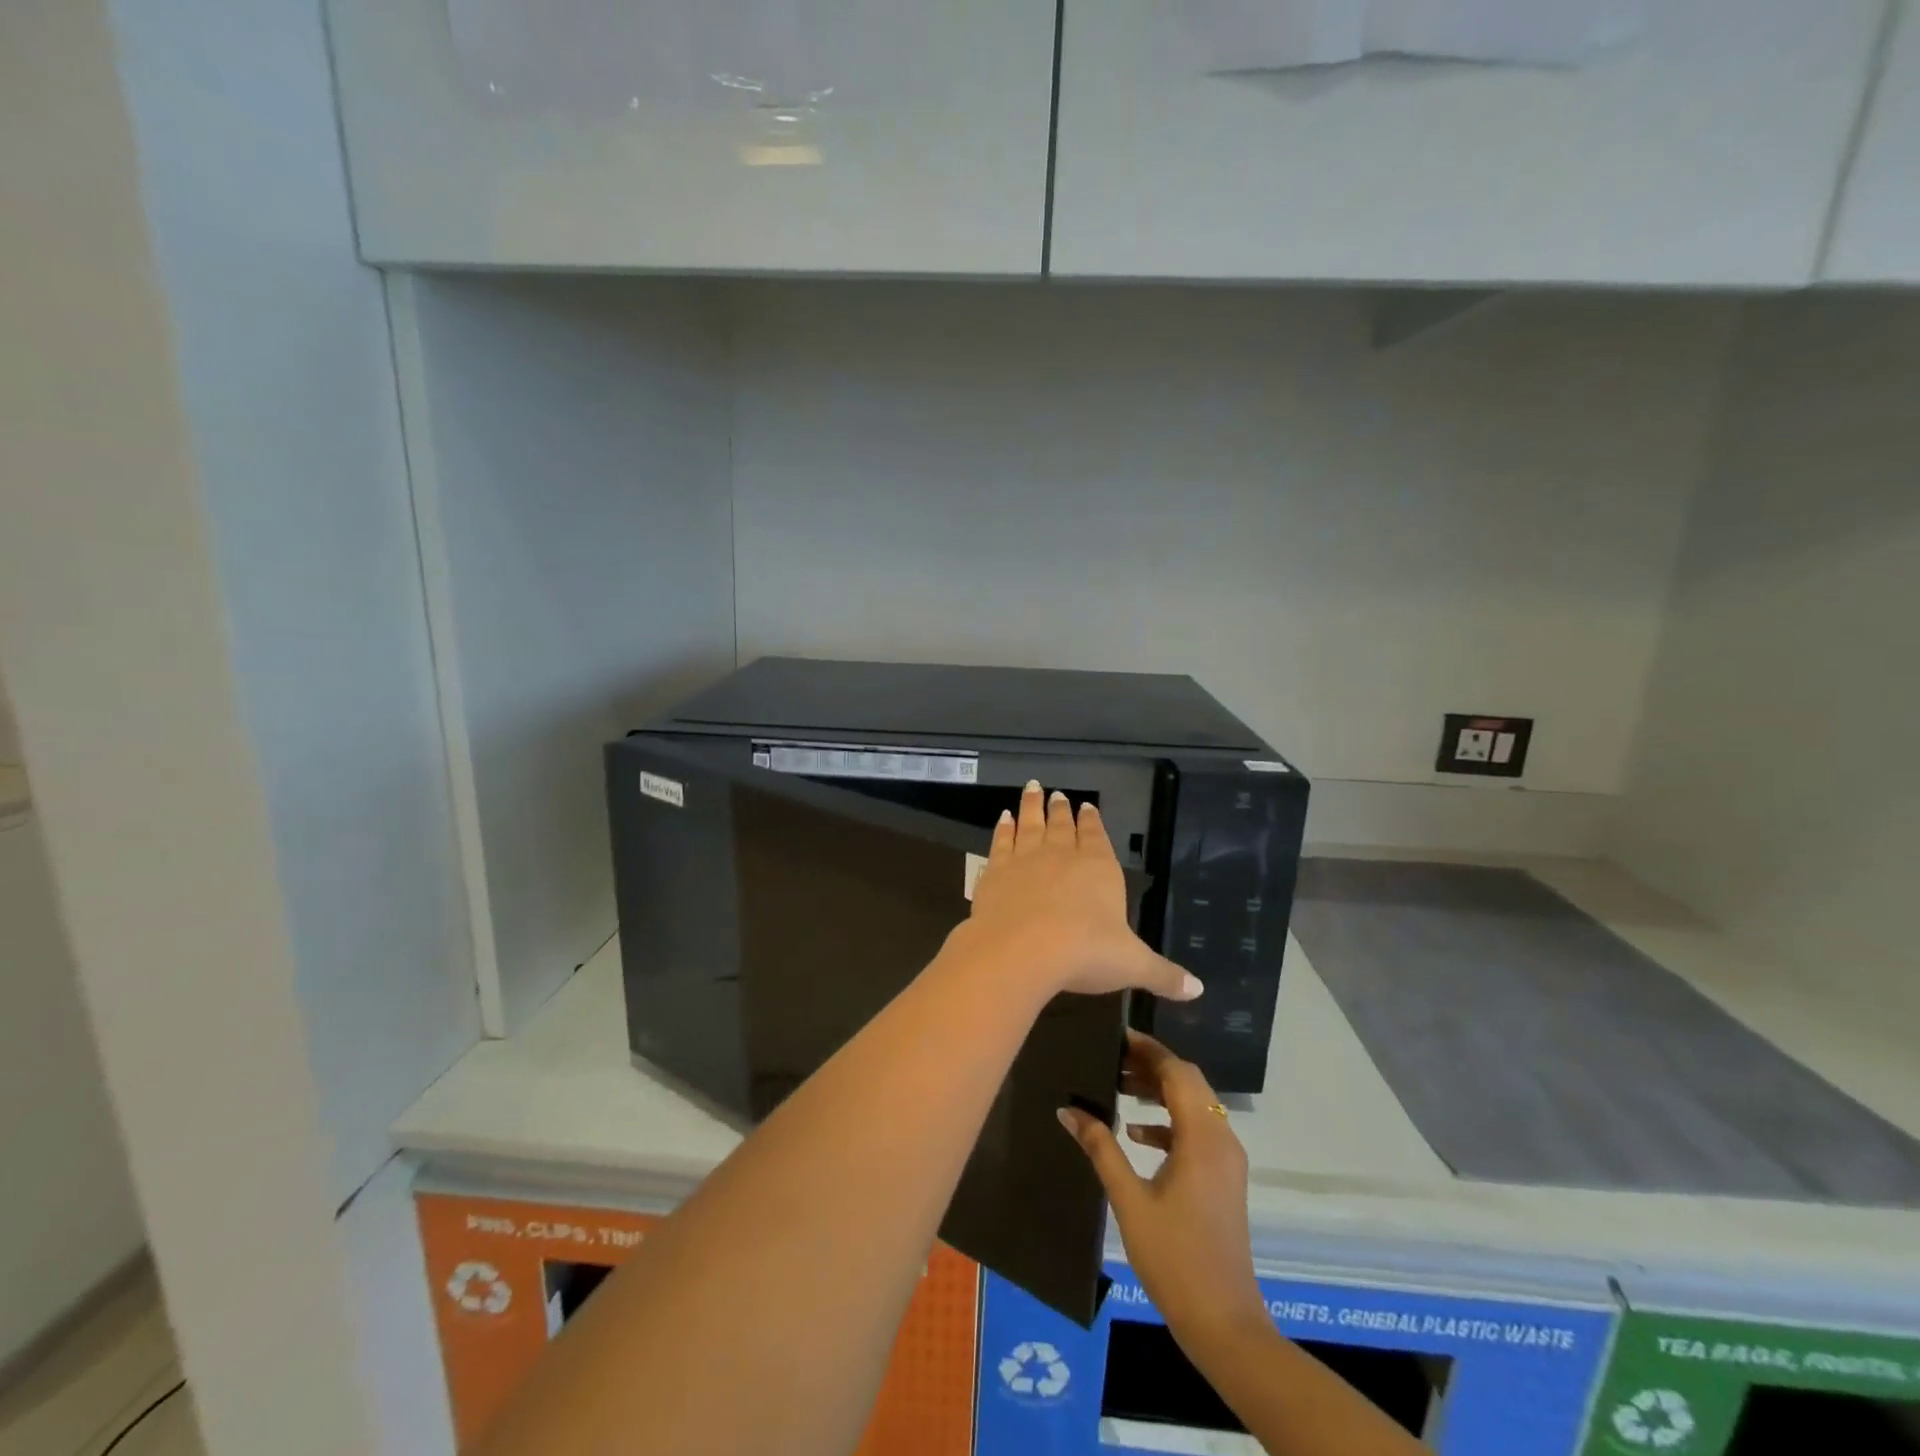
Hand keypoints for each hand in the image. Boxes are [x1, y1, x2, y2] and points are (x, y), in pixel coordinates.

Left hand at [956, 781, 1200, 1004]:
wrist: (1021, 949)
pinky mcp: (996, 870)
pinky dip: (1003, 828)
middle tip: (1057, 793)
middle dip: (1062, 809)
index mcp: (1099, 869)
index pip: (1097, 836)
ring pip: (1031, 824)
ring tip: (1032, 788)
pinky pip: (1002, 841)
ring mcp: (1026, 859)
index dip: (1092, 821)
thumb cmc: (1085, 952)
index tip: (1087, 805)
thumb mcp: (1132, 965)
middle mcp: (1063, 855)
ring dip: (1032, 807)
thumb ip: (1163, 974)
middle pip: (1063, 825)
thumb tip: (1198, 989)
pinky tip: (1004, 818)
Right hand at [1059, 1031, 1268, 1348]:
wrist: (1224, 1323)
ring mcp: (1227, 1159)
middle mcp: (1222, 1138)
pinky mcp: (1224, 1177)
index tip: (1117, 1036)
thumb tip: (1068, 1109)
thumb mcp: (1129, 1200)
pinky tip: (1137, 1131)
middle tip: (1113, 1058)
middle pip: (1189, 1083)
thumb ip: (1101, 1148)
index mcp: (1202, 1137)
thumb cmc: (1174, 1258)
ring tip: (1119, 1085)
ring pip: (1195, 1104)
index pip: (1178, 1072)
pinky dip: (1170, 1121)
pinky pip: (1198, 1130)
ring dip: (1161, 1091)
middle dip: (1153, 1066)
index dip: (1149, 1050)